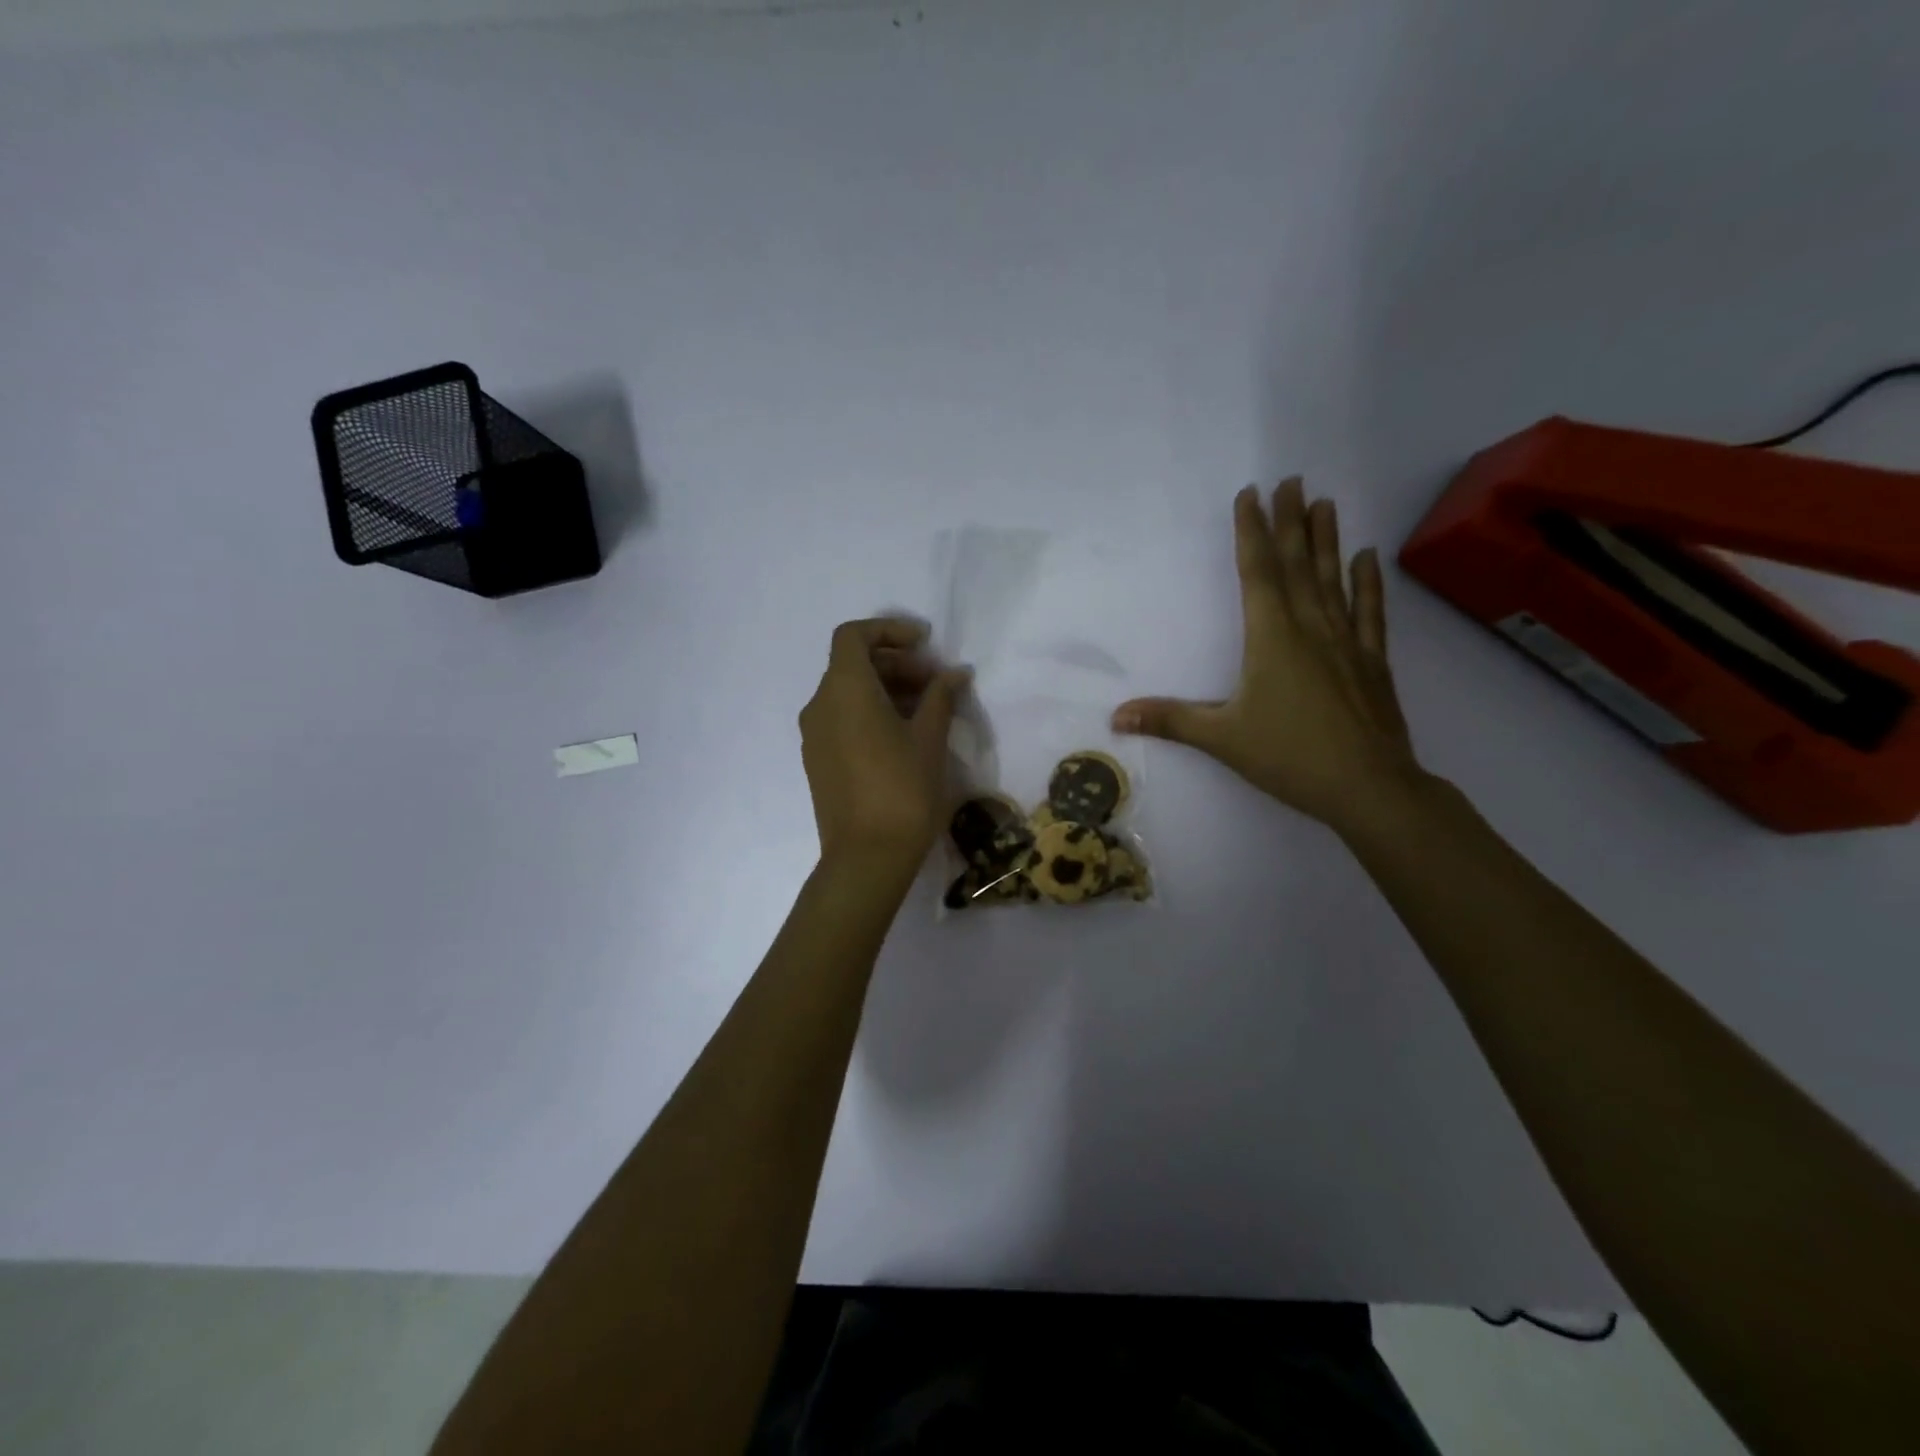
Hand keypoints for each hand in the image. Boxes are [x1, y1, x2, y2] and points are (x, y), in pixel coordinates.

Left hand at [800, 617, 969, 876]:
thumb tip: (955, 673)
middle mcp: (820, 705)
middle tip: (936, 682)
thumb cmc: (903, 790)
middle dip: (896, 663)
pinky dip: (869, 712)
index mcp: (845, 690)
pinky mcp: (818, 760)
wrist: (866, 857)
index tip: (925, 643)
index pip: (853, 636)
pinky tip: (902, 736)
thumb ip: (940, 697)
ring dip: (885, 689)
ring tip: (926, 710)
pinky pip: (841, 719)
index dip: (889, 630)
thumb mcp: (929, 739)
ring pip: (847, 693)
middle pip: (853, 664)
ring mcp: (814, 735)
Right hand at [1113, 479, 1425, 836]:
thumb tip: (1115, 716)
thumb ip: (1169, 720)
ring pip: (1333, 579)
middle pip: (1297, 565)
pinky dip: (1367, 583)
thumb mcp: (1221, 738)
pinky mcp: (1372, 661)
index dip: (1251, 532)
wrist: (1368, 787)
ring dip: (1326, 540)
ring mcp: (1346, 642)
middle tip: (1291, 481)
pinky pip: (1368, 611)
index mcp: (1271, 638)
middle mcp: (1310, 628)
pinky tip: (1367, 557)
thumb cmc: (1288, 756)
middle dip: (1289, 522)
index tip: (1251, 494)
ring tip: (1324, 503)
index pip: (1258, 573)